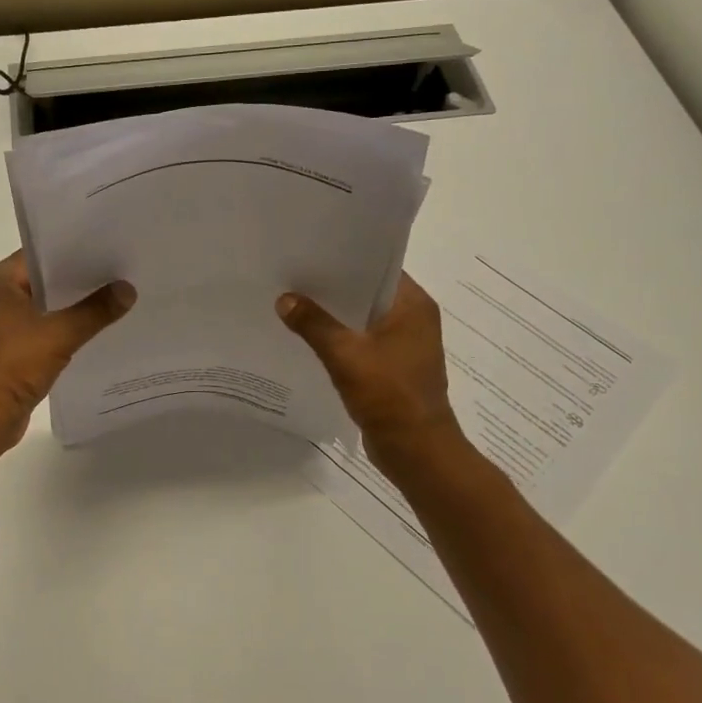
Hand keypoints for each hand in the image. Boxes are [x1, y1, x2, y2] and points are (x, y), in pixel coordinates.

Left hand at [0, 252, 135, 453]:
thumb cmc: (12, 366)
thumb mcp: (59, 334)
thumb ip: (95, 310)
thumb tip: (128, 289)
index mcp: (0, 282)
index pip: (41, 253)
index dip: (74, 249)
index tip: (109, 245)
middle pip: (46, 280)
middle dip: (81, 278)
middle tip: (122, 270)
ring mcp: (5, 326)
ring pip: (48, 307)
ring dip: (76, 306)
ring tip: (117, 296)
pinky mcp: (13, 351)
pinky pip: (46, 331)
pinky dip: (68, 330)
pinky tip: (98, 330)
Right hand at [277, 273, 466, 474]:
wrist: (416, 450)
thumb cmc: (389, 395)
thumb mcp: (345, 355)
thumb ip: (313, 324)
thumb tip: (285, 299)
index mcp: (413, 305)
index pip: (377, 267)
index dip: (345, 259)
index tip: (310, 252)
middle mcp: (413, 318)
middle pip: (367, 292)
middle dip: (333, 287)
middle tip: (293, 275)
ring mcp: (404, 344)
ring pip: (362, 319)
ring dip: (334, 315)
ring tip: (294, 303)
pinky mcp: (393, 367)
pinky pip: (361, 342)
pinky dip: (339, 339)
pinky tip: (308, 338)